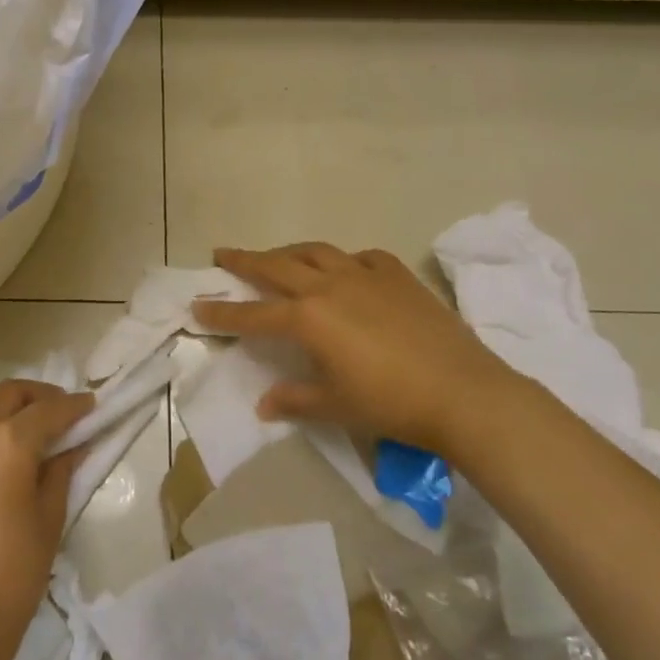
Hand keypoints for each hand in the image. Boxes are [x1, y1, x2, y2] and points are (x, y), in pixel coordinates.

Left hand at [0, 380, 91, 659]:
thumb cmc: (12, 576)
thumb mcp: (50, 520)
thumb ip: (62, 470)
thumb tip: (74, 443)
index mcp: (6, 442)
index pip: (48, 409)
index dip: (73, 406)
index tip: (89, 406)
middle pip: (4, 395)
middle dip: (33, 397)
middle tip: (53, 413)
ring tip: (11, 450)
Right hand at [191, 243, 532, 458]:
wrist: (464, 393)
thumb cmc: (390, 404)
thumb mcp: (335, 406)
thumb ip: (294, 400)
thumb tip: (264, 405)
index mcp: (308, 318)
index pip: (252, 313)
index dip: (221, 312)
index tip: (196, 305)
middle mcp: (329, 287)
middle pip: (276, 265)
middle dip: (245, 260)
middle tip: (222, 253)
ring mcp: (365, 276)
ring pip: (316, 252)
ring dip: (289, 252)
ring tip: (277, 256)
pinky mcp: (398, 277)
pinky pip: (361, 258)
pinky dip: (344, 261)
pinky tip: (346, 269)